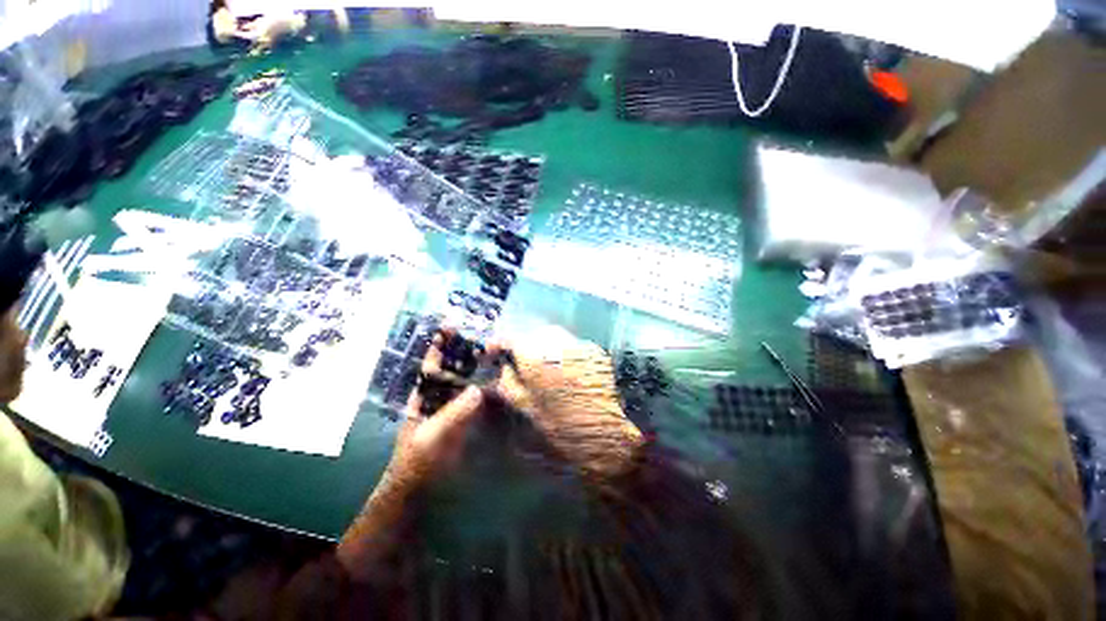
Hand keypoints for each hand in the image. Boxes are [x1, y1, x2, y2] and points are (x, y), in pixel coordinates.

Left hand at [379, 333, 485, 498]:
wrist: (421, 492)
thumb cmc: (419, 462)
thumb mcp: (432, 437)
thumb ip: (454, 414)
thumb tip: (478, 390)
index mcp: (423, 397)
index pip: (432, 365)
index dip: (439, 346)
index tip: (449, 327)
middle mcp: (440, 399)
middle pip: (453, 370)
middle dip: (465, 353)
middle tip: (483, 336)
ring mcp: (455, 410)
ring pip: (467, 383)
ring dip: (480, 368)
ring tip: (495, 352)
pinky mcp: (469, 422)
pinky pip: (479, 401)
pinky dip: (489, 390)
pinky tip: (501, 381)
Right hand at [488, 326, 643, 479]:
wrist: (606, 436)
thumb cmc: (561, 429)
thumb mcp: (526, 409)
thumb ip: (508, 384)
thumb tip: (502, 369)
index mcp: (536, 359)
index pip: (510, 339)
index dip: (498, 344)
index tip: (492, 351)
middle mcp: (558, 344)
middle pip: (534, 334)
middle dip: (524, 344)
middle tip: (519, 361)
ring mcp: (580, 345)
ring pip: (555, 336)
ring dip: (544, 345)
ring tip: (542, 364)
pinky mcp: (596, 351)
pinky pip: (573, 344)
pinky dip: (564, 351)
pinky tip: (565, 368)